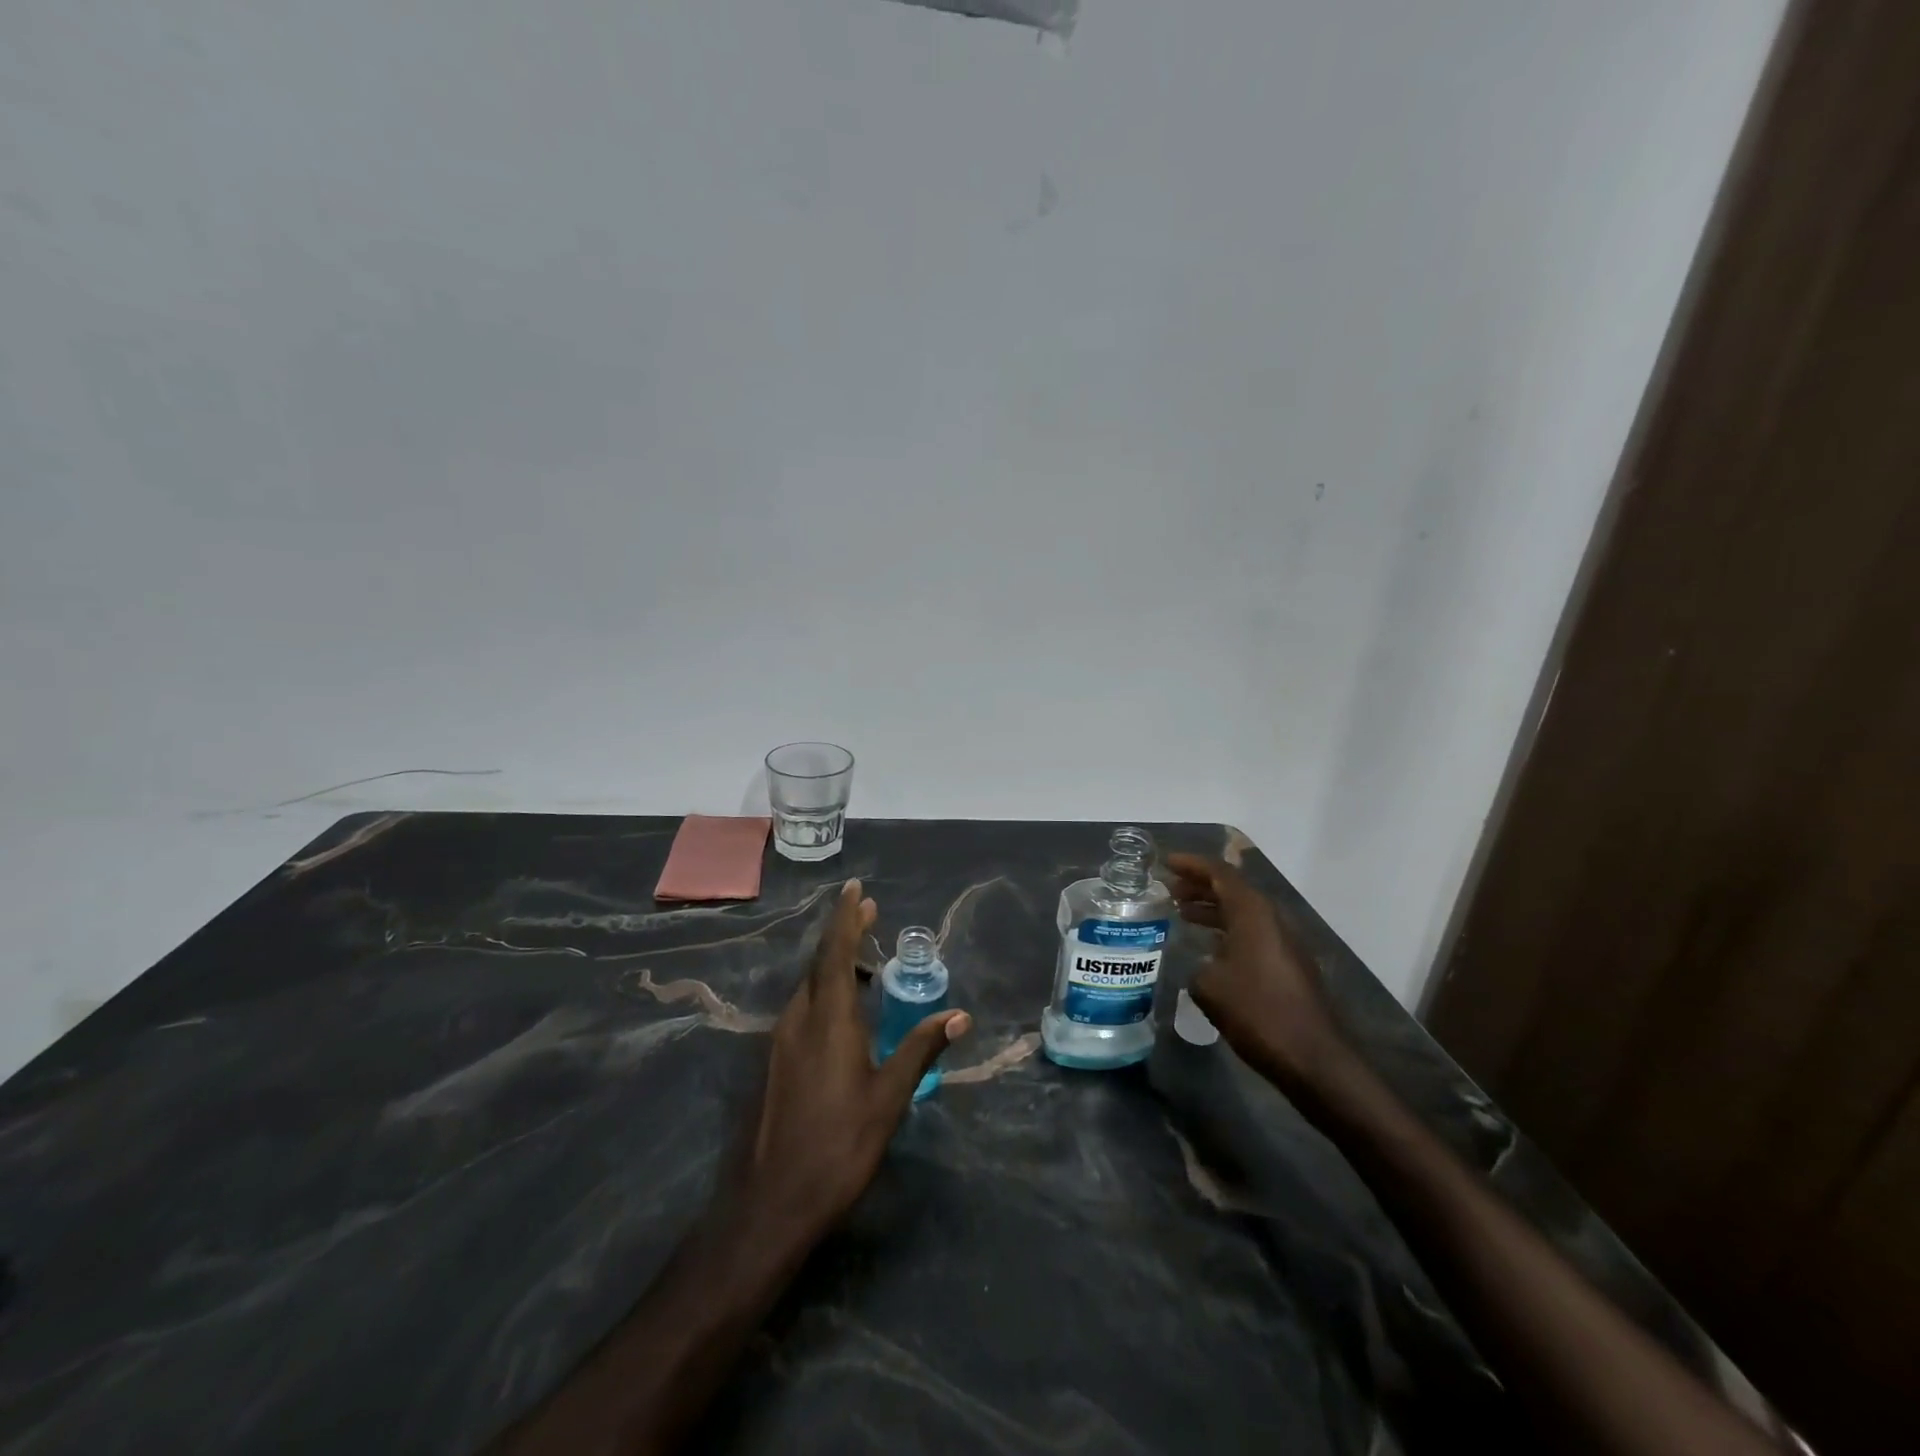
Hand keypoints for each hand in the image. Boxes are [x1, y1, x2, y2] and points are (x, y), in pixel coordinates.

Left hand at [733, 880, 970, 1241]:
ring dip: (834, 963)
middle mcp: (799, 1019)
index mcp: (828, 1018)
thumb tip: (959, 1014)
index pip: (835, 951)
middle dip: (844, 934)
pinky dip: (825, 991)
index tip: (856, 888)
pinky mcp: (774, 1062)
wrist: (772, 1202)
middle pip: (820, 962)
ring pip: (809, 986)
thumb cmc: (838, 1145)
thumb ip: (921, 1048)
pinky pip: (803, 1009)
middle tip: (870, 914)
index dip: (846, 917)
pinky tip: (844, 1012)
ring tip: (865, 960)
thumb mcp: (889, 1097)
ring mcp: (781, 1041)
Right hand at [1166, 854, 1349, 1092]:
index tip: (1166, 863)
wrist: (1314, 1058)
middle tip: (1170, 889)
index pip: (1220, 873)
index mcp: (1253, 913)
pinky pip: (1252, 933)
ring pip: (1243, 913)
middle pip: (1233, 889)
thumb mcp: (1210, 987)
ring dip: (1213, 909)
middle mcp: (1272, 919)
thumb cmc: (1258, 1013)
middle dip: (1200, 885)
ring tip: (1182, 914)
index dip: (1192, 865)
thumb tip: (1200, 965)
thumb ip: (1197, 965)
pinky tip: (1208, 948)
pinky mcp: (1289, 965)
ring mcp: (1284, 942)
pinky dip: (1227, 931)